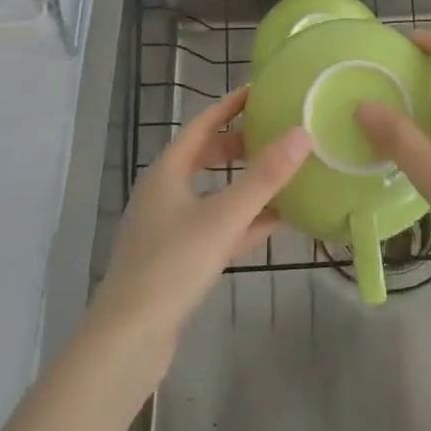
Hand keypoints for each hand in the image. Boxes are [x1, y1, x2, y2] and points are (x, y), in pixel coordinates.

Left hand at [91, 86, 309, 354]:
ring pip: (215, 193)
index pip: (202, 124)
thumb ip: (264, 177)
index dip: (230, 105)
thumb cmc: (171, 265)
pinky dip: (245, 219)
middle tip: (278, 132)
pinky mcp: (180, 259)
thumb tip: (303, 133)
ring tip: (284, 172)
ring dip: (246, 183)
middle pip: (207, 156)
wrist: (128, 340)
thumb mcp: (223, 217)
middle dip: (241, 143)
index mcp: (168, 172)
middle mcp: (166, 193)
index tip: (261, 90)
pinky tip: (277, 221)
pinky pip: (218, 226)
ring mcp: (171, 228)